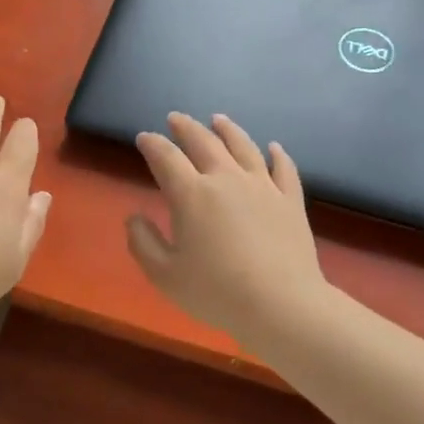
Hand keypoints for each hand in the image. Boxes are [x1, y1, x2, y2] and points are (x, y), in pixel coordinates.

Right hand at [126, 113, 329, 350]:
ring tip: (218, 120)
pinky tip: (273, 147)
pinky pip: (283, 168)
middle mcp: (226, 179)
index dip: (152, 144)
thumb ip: (142, 242)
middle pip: (204, 142)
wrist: (281, 304)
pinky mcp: (290, 200)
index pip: (166, 157)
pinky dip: (277, 154)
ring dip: (227, 130)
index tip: (144, 138)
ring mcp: (262, 186)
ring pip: (243, 146)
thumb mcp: (164, 274)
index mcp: (191, 194)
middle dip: (186, 127)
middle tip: (176, 119)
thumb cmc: (215, 292)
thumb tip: (133, 217)